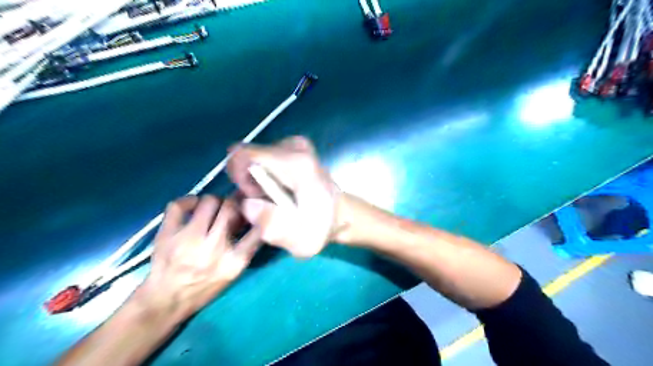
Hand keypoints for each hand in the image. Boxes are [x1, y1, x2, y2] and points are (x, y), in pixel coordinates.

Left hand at [135, 196, 259, 318]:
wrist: (165, 301)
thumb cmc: (204, 287)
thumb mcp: (233, 273)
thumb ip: (245, 247)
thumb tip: (250, 217)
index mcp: (233, 262)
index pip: (257, 229)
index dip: (257, 213)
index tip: (254, 209)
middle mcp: (213, 248)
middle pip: (231, 208)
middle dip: (234, 203)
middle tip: (232, 206)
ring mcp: (188, 240)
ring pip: (209, 201)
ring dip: (215, 201)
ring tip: (213, 208)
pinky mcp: (167, 234)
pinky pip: (179, 205)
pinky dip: (188, 200)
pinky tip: (193, 206)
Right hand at [227, 136, 342, 258]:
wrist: (340, 213)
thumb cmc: (321, 227)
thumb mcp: (301, 241)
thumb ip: (273, 226)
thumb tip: (248, 204)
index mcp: (296, 163)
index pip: (243, 155)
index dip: (240, 179)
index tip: (254, 197)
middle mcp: (294, 146)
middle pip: (248, 158)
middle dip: (249, 182)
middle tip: (267, 202)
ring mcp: (294, 144)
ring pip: (255, 159)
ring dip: (257, 181)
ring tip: (275, 199)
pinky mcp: (293, 147)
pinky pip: (264, 160)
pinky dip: (265, 177)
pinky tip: (279, 191)